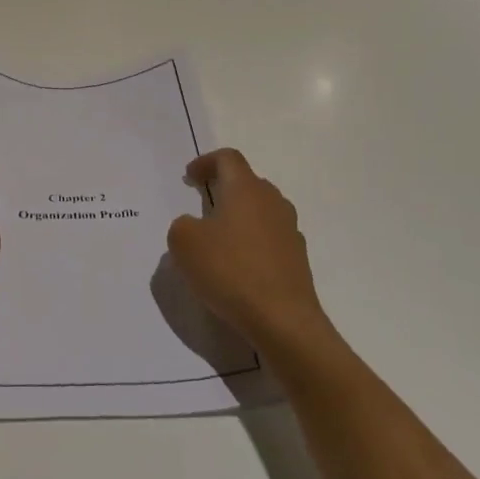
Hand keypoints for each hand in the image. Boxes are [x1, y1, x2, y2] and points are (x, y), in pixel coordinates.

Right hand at [166, 149, 331, 355]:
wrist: (283, 320)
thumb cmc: (230, 271)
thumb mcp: (184, 243)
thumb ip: (182, 225)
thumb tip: (194, 225)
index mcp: (245, 189)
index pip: (228, 158)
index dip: (206, 161)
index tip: (190, 177)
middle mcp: (272, 201)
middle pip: (247, 182)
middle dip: (224, 189)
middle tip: (202, 205)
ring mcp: (290, 230)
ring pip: (261, 211)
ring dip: (239, 217)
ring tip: (219, 239)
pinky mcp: (298, 258)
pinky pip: (270, 239)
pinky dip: (252, 243)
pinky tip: (239, 267)